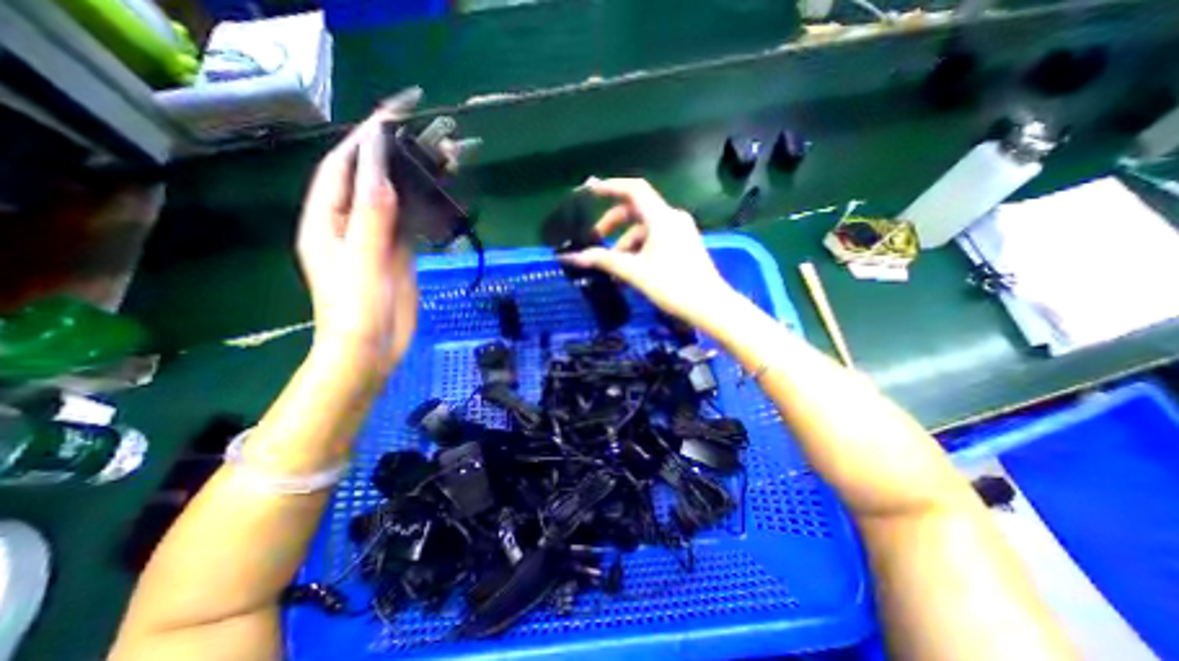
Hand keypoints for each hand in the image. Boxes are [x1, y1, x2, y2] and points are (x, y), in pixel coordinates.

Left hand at [300, 89, 423, 376]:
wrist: (373, 348)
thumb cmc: (356, 308)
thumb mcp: (362, 261)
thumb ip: (371, 218)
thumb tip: (383, 175)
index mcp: (326, 221)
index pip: (341, 169)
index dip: (363, 142)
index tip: (391, 119)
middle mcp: (349, 223)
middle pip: (369, 181)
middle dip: (392, 157)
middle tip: (424, 137)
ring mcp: (376, 239)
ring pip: (393, 201)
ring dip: (412, 182)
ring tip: (438, 161)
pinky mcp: (398, 254)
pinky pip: (409, 223)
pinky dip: (422, 208)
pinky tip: (438, 197)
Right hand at [560, 177, 733, 333]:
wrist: (709, 306)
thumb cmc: (672, 285)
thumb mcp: (634, 272)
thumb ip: (603, 261)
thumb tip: (571, 257)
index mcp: (662, 217)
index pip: (633, 190)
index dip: (610, 186)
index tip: (588, 190)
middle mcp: (672, 218)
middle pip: (636, 210)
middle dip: (613, 224)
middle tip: (596, 239)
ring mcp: (680, 231)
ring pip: (644, 229)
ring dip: (625, 244)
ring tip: (613, 269)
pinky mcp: (684, 245)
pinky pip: (655, 239)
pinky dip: (639, 250)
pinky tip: (630, 271)